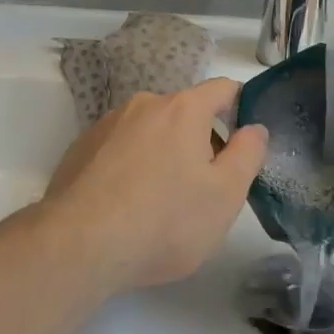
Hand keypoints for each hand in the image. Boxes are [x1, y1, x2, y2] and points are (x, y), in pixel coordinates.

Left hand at [43, 79, 268, 291]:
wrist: (79, 244)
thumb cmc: (164, 220)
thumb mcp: (225, 195)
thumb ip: (248, 154)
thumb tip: (254, 128)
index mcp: (183, 109)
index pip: (223, 89)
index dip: (241, 107)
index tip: (245, 139)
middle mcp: (144, 104)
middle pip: (185, 113)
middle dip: (200, 141)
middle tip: (204, 187)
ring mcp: (107, 124)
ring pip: (150, 131)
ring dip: (164, 154)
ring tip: (161, 202)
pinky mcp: (80, 148)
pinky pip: (119, 149)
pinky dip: (131, 166)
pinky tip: (126, 206)